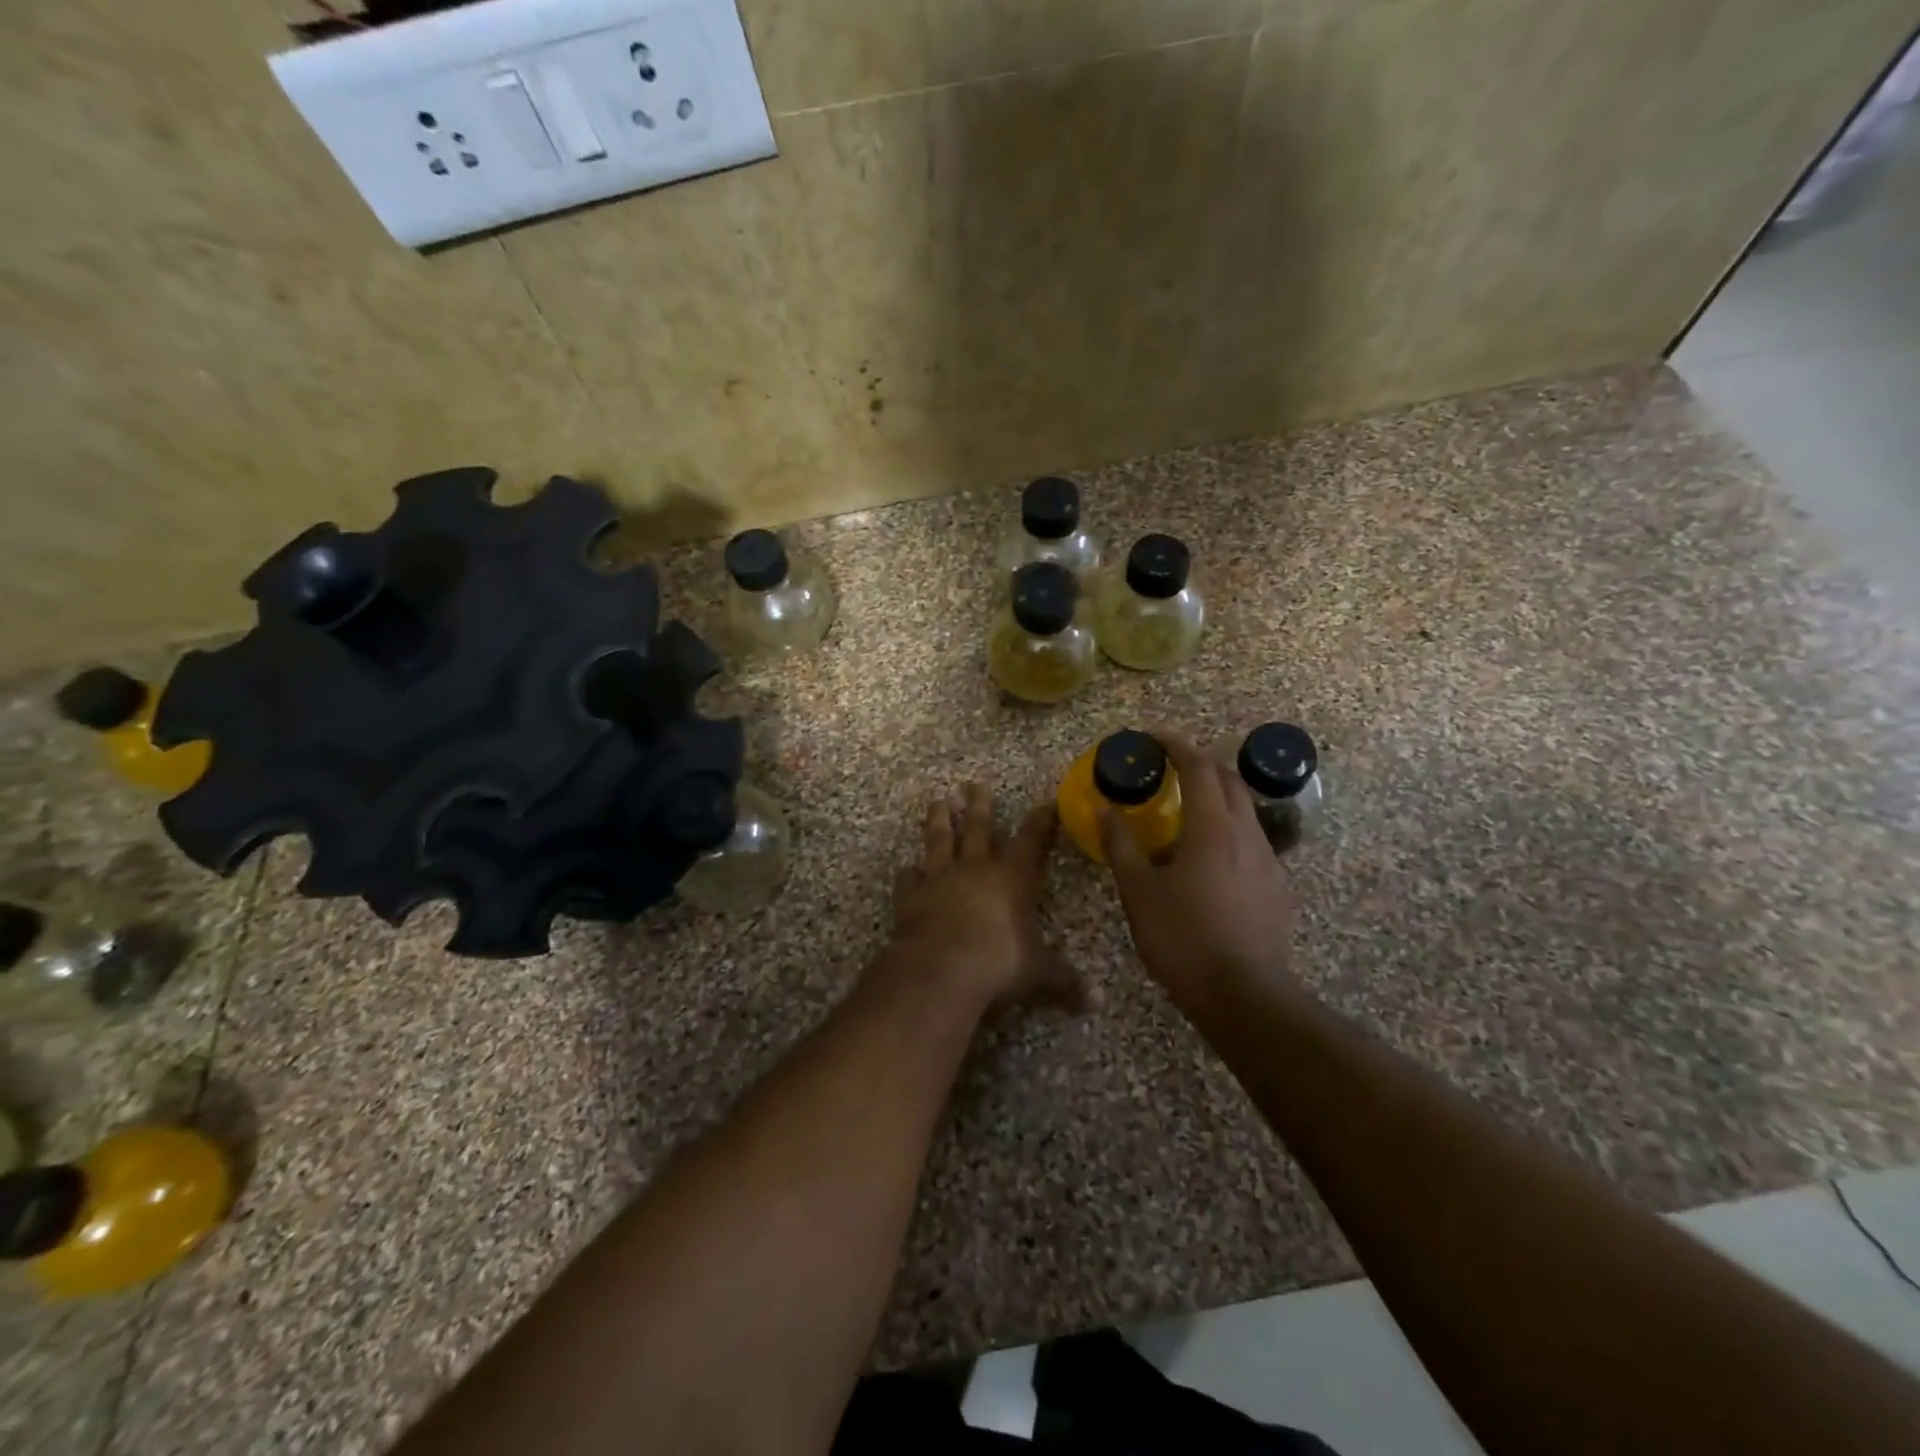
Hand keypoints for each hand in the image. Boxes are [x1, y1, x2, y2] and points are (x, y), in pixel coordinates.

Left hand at [888, 784, 1078, 1009]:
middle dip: (979, 804)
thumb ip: (1065, 982)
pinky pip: (909, 878)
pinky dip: (909, 873)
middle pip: (979, 827)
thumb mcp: (1039, 974)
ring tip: (937, 801)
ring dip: (939, 820)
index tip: (1045, 803)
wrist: (942, 967)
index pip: (1031, 840)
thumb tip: (1097, 1003)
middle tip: (973, 783)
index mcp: (1012, 878)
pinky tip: (908, 869)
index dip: (1040, 821)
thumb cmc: (999, 963)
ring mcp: (940, 878)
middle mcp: (976, 868)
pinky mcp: (911, 895)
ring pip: (940, 840)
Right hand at [1099, 734, 1296, 1017]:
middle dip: (1199, 763)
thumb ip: (1121, 846)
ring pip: (1244, 810)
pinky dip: (1228, 830)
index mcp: (1212, 827)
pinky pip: (1252, 841)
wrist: (1244, 995)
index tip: (1151, 737)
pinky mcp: (1277, 886)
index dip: (1174, 744)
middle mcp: (1246, 833)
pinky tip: (1209, 859)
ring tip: (1185, 813)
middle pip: (1229, 779)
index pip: (1197, 766)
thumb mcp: (1138, 892)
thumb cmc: (1183, 938)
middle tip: (1168, 768)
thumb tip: (1106, 810)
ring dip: (1216, 797)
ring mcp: (1268, 860)